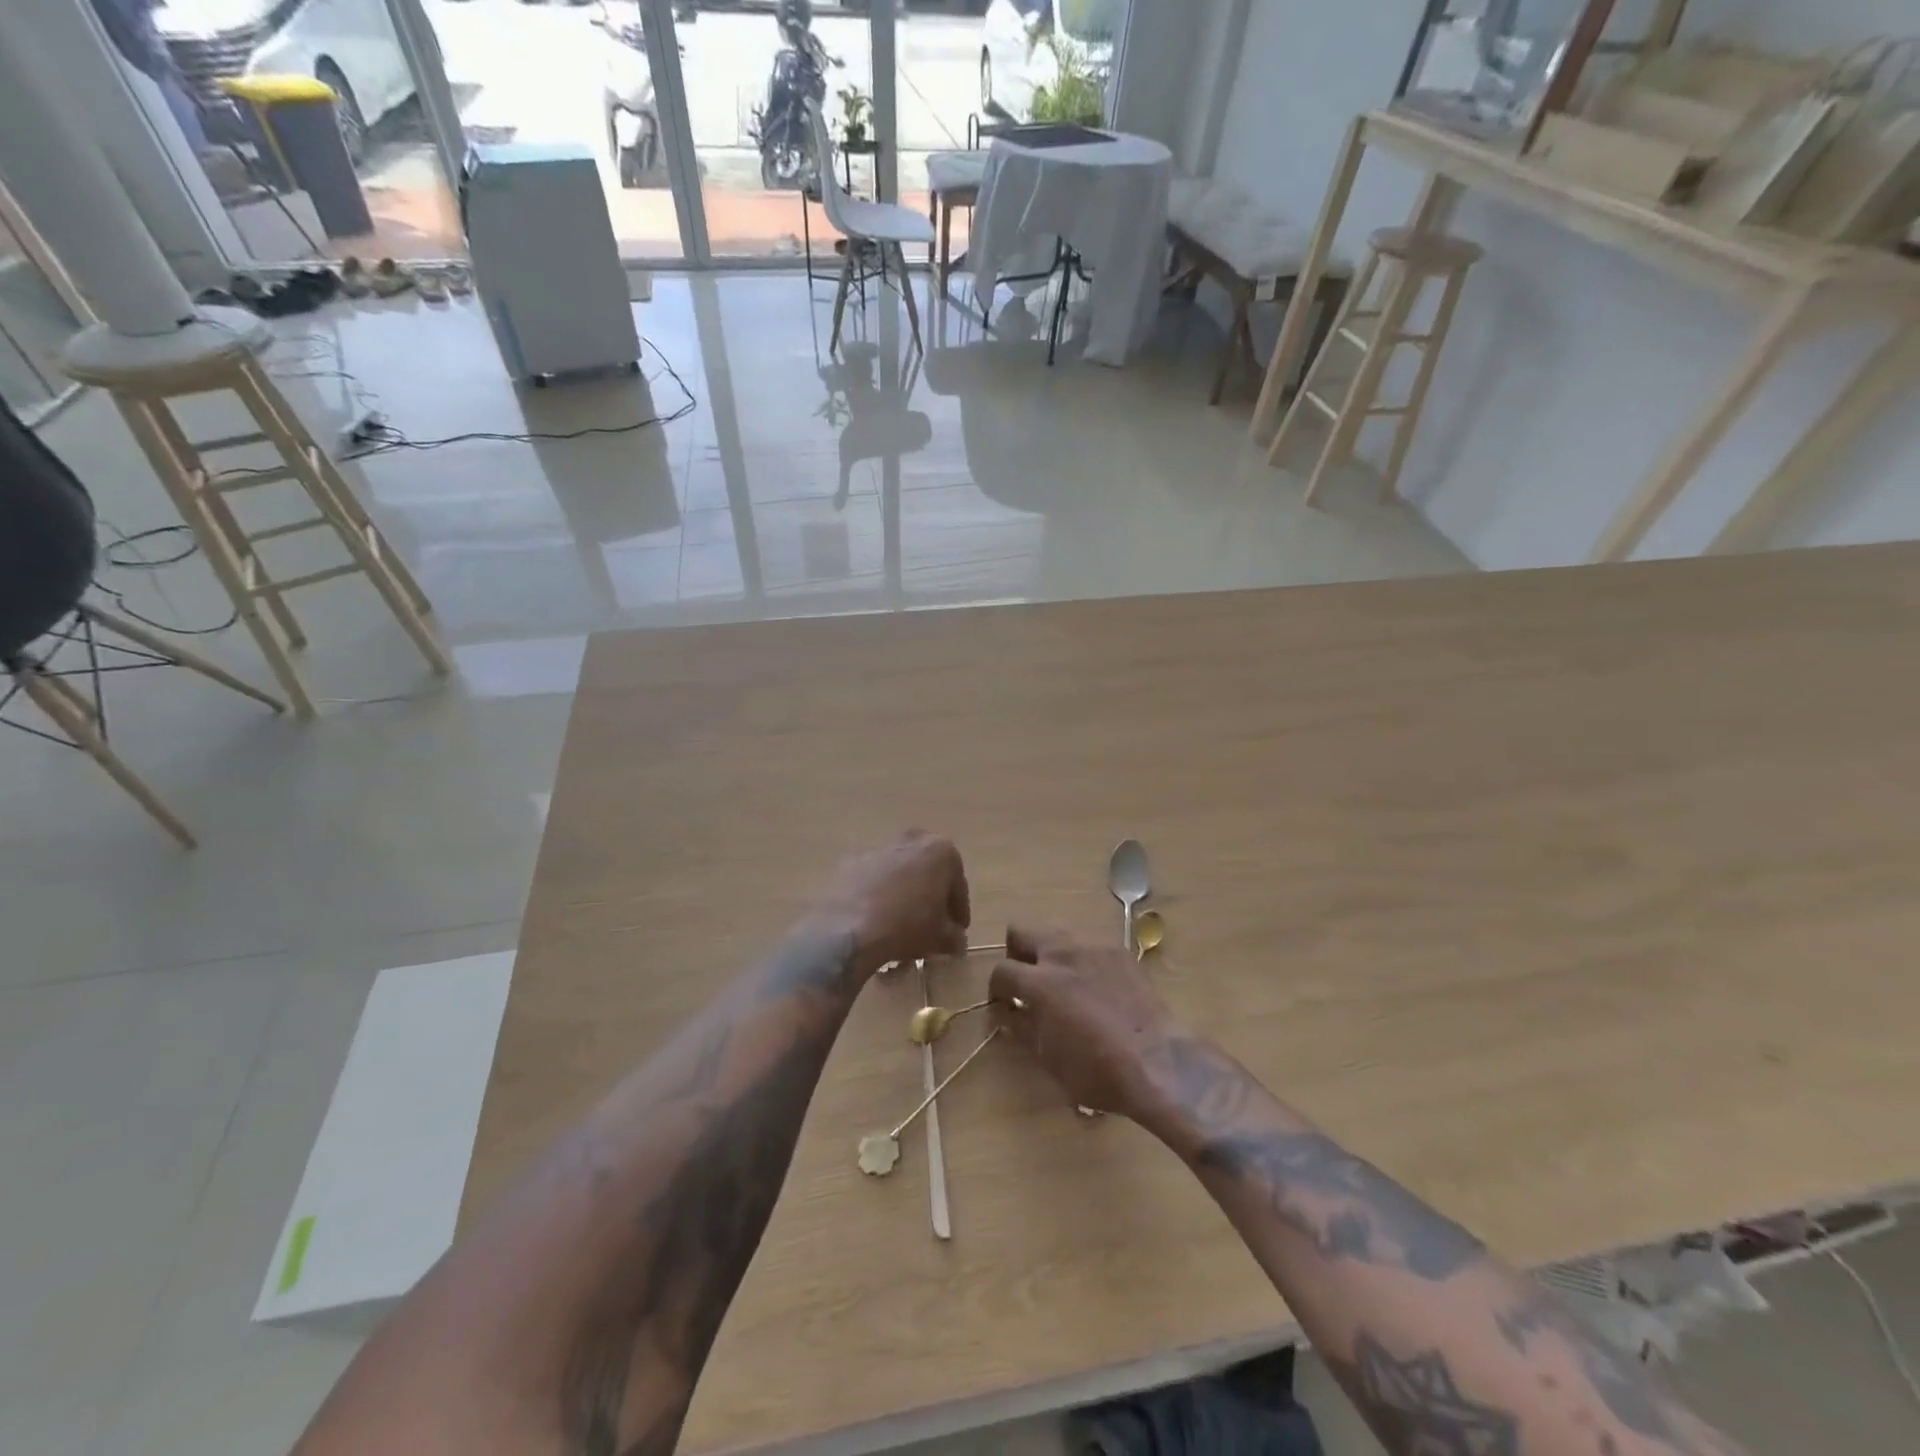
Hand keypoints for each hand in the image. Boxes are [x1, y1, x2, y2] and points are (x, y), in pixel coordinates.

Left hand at [807, 831, 969, 977]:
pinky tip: (875, 919)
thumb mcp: (940, 938)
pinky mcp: (851, 862)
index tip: (958, 930)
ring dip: (904, 893)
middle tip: (931, 921)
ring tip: (901, 924)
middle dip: (931, 894)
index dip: (959, 910)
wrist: (848, 928)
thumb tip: (955, 941)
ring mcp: (878, 848)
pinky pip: (873, 879)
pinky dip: (877, 894)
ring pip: (900, 872)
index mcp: (941, 851)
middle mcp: (911, 840)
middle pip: (928, 871)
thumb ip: (953, 936)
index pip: (958, 884)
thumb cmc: (906, 926)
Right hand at [988, 926, 1180, 1117]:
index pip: (1001, 970)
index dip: (997, 988)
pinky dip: (1080, 955)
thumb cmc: (1097, 1070)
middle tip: (1027, 981)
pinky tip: (1092, 981)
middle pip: (1021, 931)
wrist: (1157, 1061)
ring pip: (1055, 929)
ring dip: (1048, 950)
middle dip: (1017, 954)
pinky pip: (1087, 941)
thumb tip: (1006, 1012)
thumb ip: (1021, 1026)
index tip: (1004, 1003)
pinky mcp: (1118, 948)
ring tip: (1060, 978)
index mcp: (1039, 982)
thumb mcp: (1048, 1057)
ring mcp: (1092, 945)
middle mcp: (1062, 953)